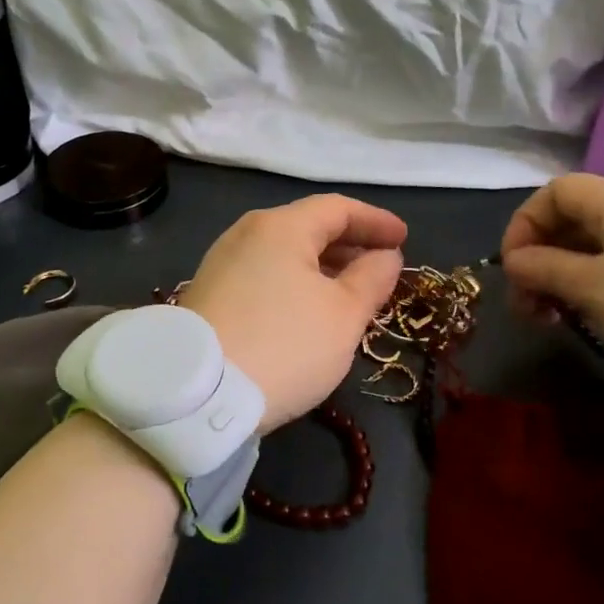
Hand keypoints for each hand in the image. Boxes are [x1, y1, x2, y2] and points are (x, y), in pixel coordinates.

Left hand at [181, 194, 406, 430]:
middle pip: (308, 226)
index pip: (338, 208)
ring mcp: (222, 263)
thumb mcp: (344, 315)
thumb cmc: (285, 345)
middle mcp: (246, 233)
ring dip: (323, 266)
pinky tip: (309, 310)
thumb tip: (386, 256)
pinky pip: (264, 273)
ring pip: (285, 252)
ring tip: (351, 292)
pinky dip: (296, 281)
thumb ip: (372, 278)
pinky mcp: (210, 293)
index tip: (403, 240)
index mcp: (281, 226)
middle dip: (350, 244)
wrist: (199, 396)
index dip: (375, 221)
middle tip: (381, 268)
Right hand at [498, 175, 603, 374]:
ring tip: (557, 317)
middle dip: (541, 259)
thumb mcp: (595, 288)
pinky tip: (595, 315)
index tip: (512, 269)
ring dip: (566, 276)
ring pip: (597, 245)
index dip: (523, 225)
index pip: (554, 192)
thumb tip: (512, 260)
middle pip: (573, 220)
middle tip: (530, 306)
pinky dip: (597, 283)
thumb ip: (545, 268)